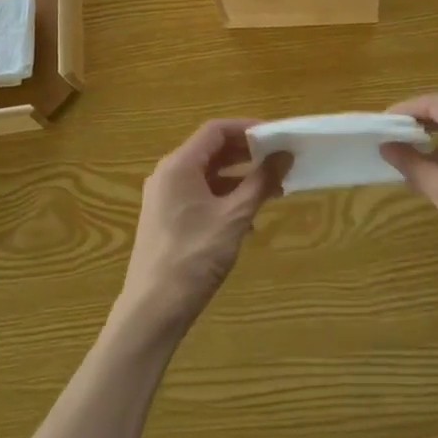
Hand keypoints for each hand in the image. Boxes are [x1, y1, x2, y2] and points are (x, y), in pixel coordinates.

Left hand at [117, 119, 289, 339]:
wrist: (153, 309)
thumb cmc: (195, 257)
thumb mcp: (234, 217)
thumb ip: (260, 182)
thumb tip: (284, 155)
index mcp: (179, 166)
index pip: (216, 131)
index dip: (248, 128)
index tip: (277, 136)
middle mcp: (168, 175)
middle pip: (211, 150)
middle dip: (247, 154)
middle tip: (279, 161)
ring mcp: (165, 198)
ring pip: (207, 175)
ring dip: (239, 178)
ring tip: (271, 190)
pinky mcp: (167, 219)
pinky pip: (200, 195)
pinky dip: (225, 197)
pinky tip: (248, 218)